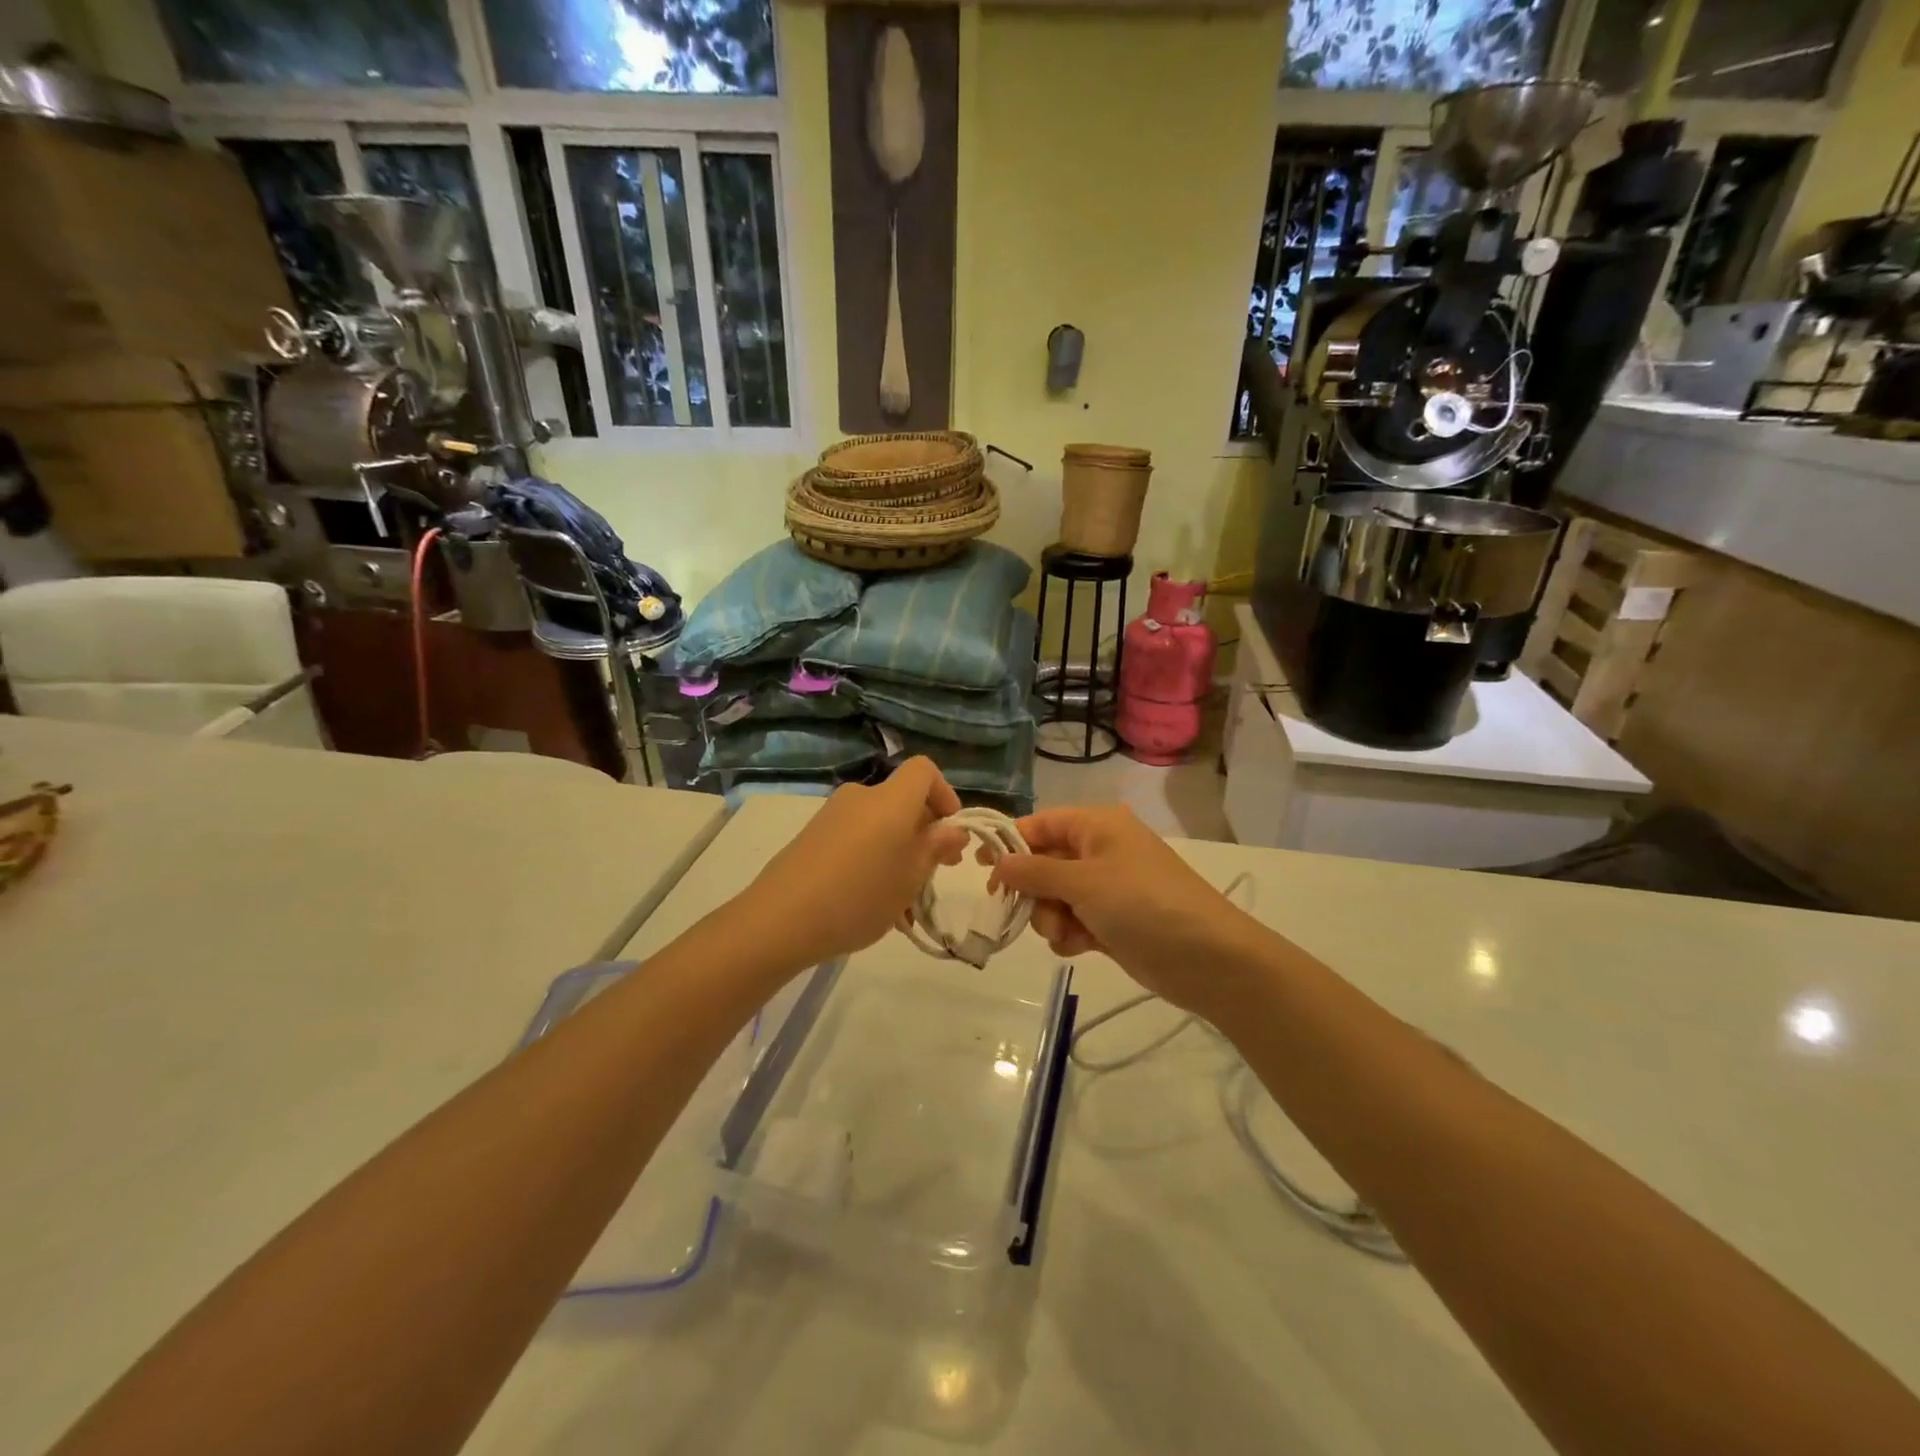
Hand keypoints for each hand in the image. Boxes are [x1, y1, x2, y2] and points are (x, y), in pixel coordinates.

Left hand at [741, 758, 967, 971]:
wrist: (780, 920)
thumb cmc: (859, 896)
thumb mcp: (910, 878)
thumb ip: (935, 848)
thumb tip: (953, 829)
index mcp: (890, 800)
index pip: (924, 770)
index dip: (944, 793)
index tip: (950, 830)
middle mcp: (861, 796)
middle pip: (902, 800)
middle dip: (924, 831)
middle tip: (934, 872)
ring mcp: (832, 815)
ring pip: (880, 823)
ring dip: (899, 850)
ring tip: (902, 899)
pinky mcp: (812, 835)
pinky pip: (856, 836)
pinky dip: (872, 857)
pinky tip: (870, 899)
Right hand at [990, 806, 1267, 1012]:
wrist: (1208, 958)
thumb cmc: (1143, 903)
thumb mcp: (1083, 882)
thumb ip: (1034, 871)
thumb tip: (996, 862)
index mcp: (1097, 826)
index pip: (1040, 824)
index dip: (1009, 843)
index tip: (980, 868)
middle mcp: (1100, 851)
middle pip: (1043, 863)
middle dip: (1032, 890)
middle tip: (1021, 911)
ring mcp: (1107, 888)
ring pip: (1054, 897)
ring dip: (1049, 917)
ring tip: (1065, 933)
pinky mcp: (1112, 922)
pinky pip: (1072, 921)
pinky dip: (1069, 934)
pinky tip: (1078, 948)